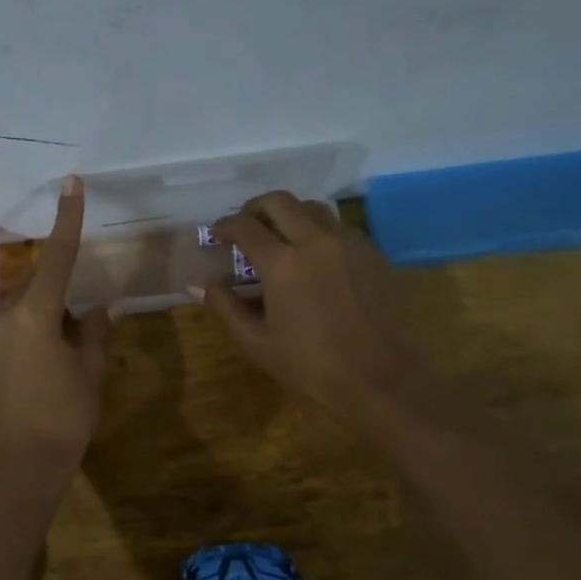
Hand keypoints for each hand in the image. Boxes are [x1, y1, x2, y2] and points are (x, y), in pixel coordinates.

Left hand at [0, 176, 110, 472]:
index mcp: (33, 313)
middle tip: (88, 322)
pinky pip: (18, 325)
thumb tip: (105, 304)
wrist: (20, 465)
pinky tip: (56, 355)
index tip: (72, 182)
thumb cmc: (64, 416)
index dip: (68, 218)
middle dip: (67, 291)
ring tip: (75, 347)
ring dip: (54, 312)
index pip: (58, 256)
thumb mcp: (90, 370)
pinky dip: (41, 327)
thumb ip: (96, 330)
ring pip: (30, 306)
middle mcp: (4, 315)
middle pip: (42, 284)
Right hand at [201, 191, 423, 428]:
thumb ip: (225, 307)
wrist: (380, 378)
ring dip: (289, 214)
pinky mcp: (372, 253)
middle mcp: (316, 241)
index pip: (245, 226)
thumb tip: (200, 284)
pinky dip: (318, 230)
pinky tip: (314, 257)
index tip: (217, 234)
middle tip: (245, 226)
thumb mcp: (256, 343)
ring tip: (279, 236)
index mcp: (283, 263)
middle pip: (280, 201)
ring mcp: (348, 244)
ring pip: (313, 208)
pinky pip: (339, 227)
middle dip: (255, 208)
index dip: (225, 226)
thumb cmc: (311, 365)